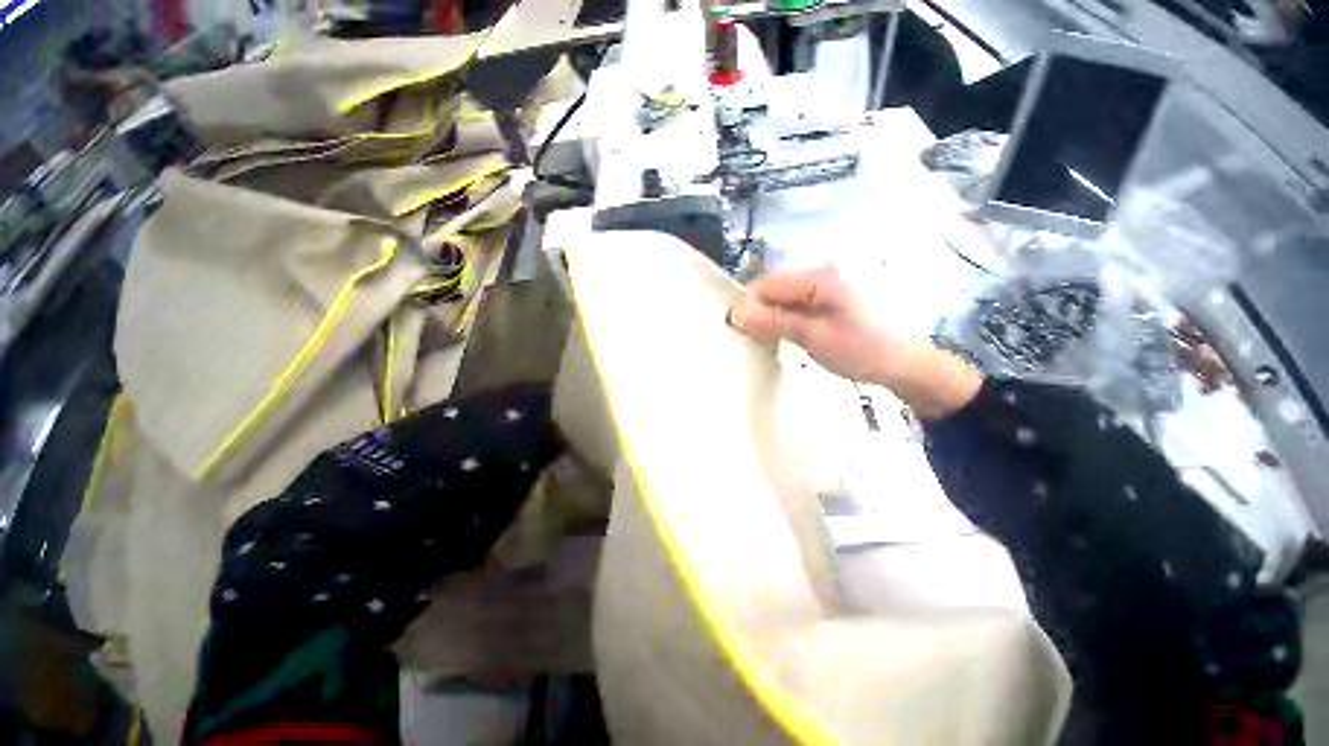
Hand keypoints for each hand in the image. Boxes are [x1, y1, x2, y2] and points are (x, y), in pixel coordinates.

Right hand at [728, 267, 983, 419]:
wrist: (910, 366)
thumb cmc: (863, 350)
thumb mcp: (813, 337)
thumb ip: (774, 322)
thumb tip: (735, 314)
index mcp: (820, 278)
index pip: (769, 283)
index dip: (749, 305)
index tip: (738, 331)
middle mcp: (825, 275)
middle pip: (777, 288)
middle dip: (760, 311)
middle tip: (753, 339)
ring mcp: (832, 288)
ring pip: (788, 298)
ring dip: (774, 317)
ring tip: (769, 341)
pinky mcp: (836, 301)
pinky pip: (802, 305)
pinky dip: (790, 319)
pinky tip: (789, 336)